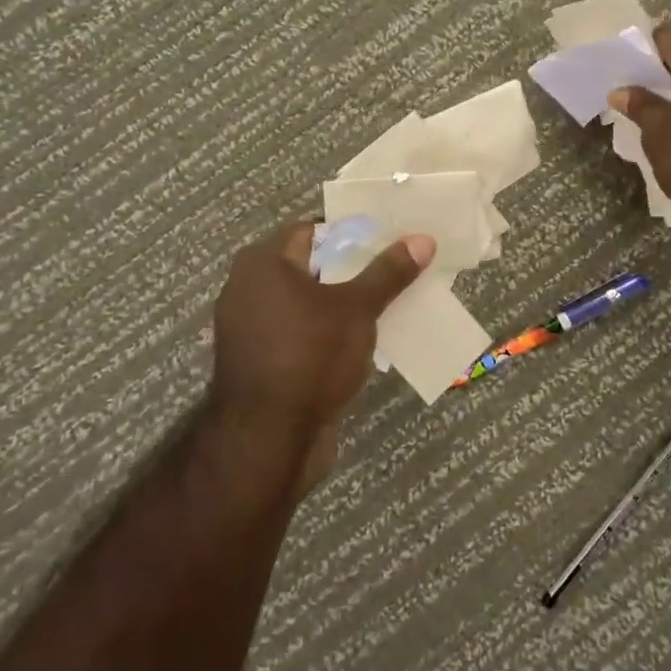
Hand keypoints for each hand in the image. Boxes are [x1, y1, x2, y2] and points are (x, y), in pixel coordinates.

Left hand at [210, 224, 433, 493]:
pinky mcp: (259, 361)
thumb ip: (388, 272)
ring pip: (307, 303)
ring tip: (387, 306)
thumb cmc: (310, 356)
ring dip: (342, 305)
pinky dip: (326, 333)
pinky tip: (360, 343)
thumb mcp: (358, 308)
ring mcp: (250, 327)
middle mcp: (247, 288)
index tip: (390, 242)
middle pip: (311, 266)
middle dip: (353, 271)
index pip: (313, 230)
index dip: (353, 234)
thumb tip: (422, 239)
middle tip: (396, 273)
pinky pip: (299, 333)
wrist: (268, 440)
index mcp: (263, 263)